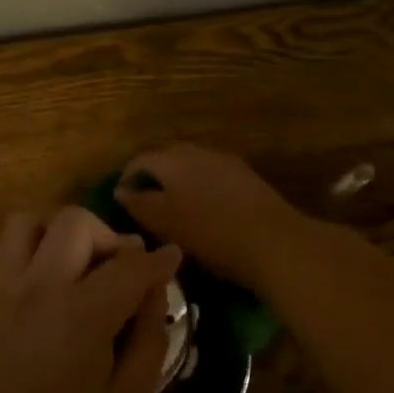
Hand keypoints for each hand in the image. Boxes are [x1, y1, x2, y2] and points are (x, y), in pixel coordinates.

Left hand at [0, 206, 182, 392]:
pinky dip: (32, 245)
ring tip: (80, 265)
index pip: (130, 265)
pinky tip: (48, 277)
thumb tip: (154, 295)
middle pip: (76, 223)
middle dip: (109, 236)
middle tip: (122, 270)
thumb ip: (149, 342)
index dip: (158, 259)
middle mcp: (42, 286)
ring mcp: (8, 287)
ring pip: (31, 221)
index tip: (172, 258)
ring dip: (62, 233)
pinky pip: (6, 246)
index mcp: (83, 314)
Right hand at [112, 143, 300, 289]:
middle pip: (168, 158)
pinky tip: (205, 212)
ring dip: (179, 182)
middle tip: (146, 204)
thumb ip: (138, 203)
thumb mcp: (163, 222)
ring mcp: (226, 162)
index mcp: (173, 158)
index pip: (140, 159)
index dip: (126, 178)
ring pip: (193, 166)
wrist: (272, 240)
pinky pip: (214, 177)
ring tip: (174, 210)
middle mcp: (198, 151)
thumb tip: (121, 190)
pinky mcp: (247, 178)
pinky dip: (202, 189)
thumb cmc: (209, 232)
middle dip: (154, 177)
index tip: (121, 201)